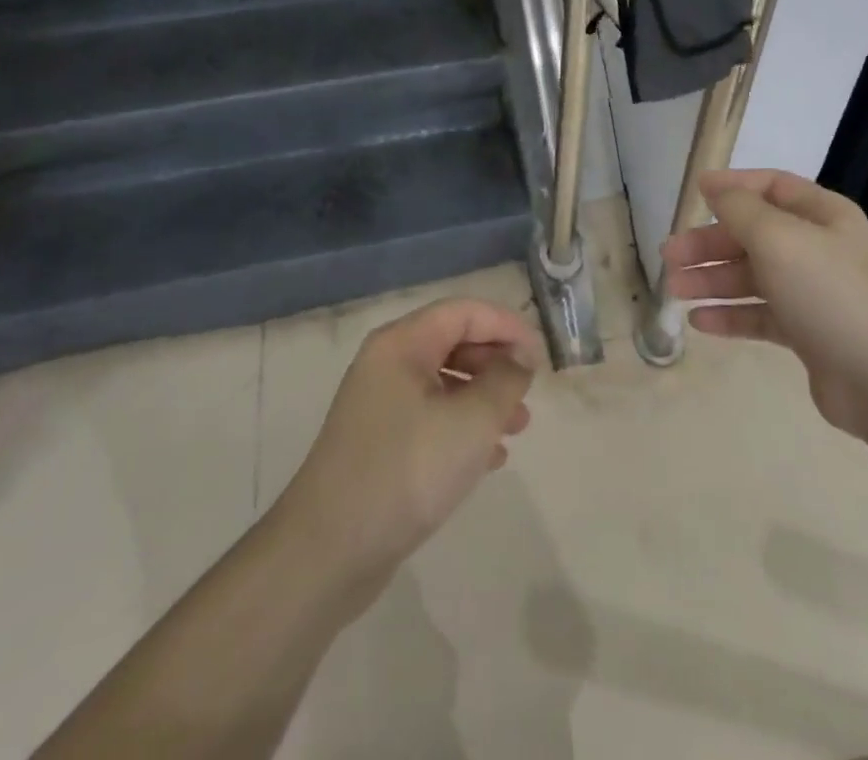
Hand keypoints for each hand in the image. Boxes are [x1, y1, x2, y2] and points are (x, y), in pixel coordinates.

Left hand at [275, 298, 536, 604]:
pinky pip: (431, 417)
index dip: (506, 326)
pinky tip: (490, 458)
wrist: (327, 554)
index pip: (464, 312)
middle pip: (453, 342)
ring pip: (444, 382)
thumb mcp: (471, 422)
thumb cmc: (406, 472)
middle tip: (528, 394)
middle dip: (496, 363)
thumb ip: (505, 380)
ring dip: (484, 398)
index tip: (540, 357)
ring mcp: (379, 404)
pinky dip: (463, 427)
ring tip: (517, 428)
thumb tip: (519, 357)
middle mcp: (387, 364)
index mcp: (402, 344)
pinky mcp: (379, 443)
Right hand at [664, 169, 867, 441]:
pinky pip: (760, 315)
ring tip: (675, 290)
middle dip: (709, 243)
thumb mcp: (779, 238)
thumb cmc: (830, 291)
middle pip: (753, 235)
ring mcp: (812, 293)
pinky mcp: (807, 333)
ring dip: (712, 281)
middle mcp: (817, 248)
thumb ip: (740, 209)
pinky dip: (730, 316)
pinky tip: (700, 322)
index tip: (693, 195)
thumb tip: (714, 185)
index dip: (732, 187)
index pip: (771, 187)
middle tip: (669, 256)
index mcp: (821, 215)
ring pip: (752, 277)